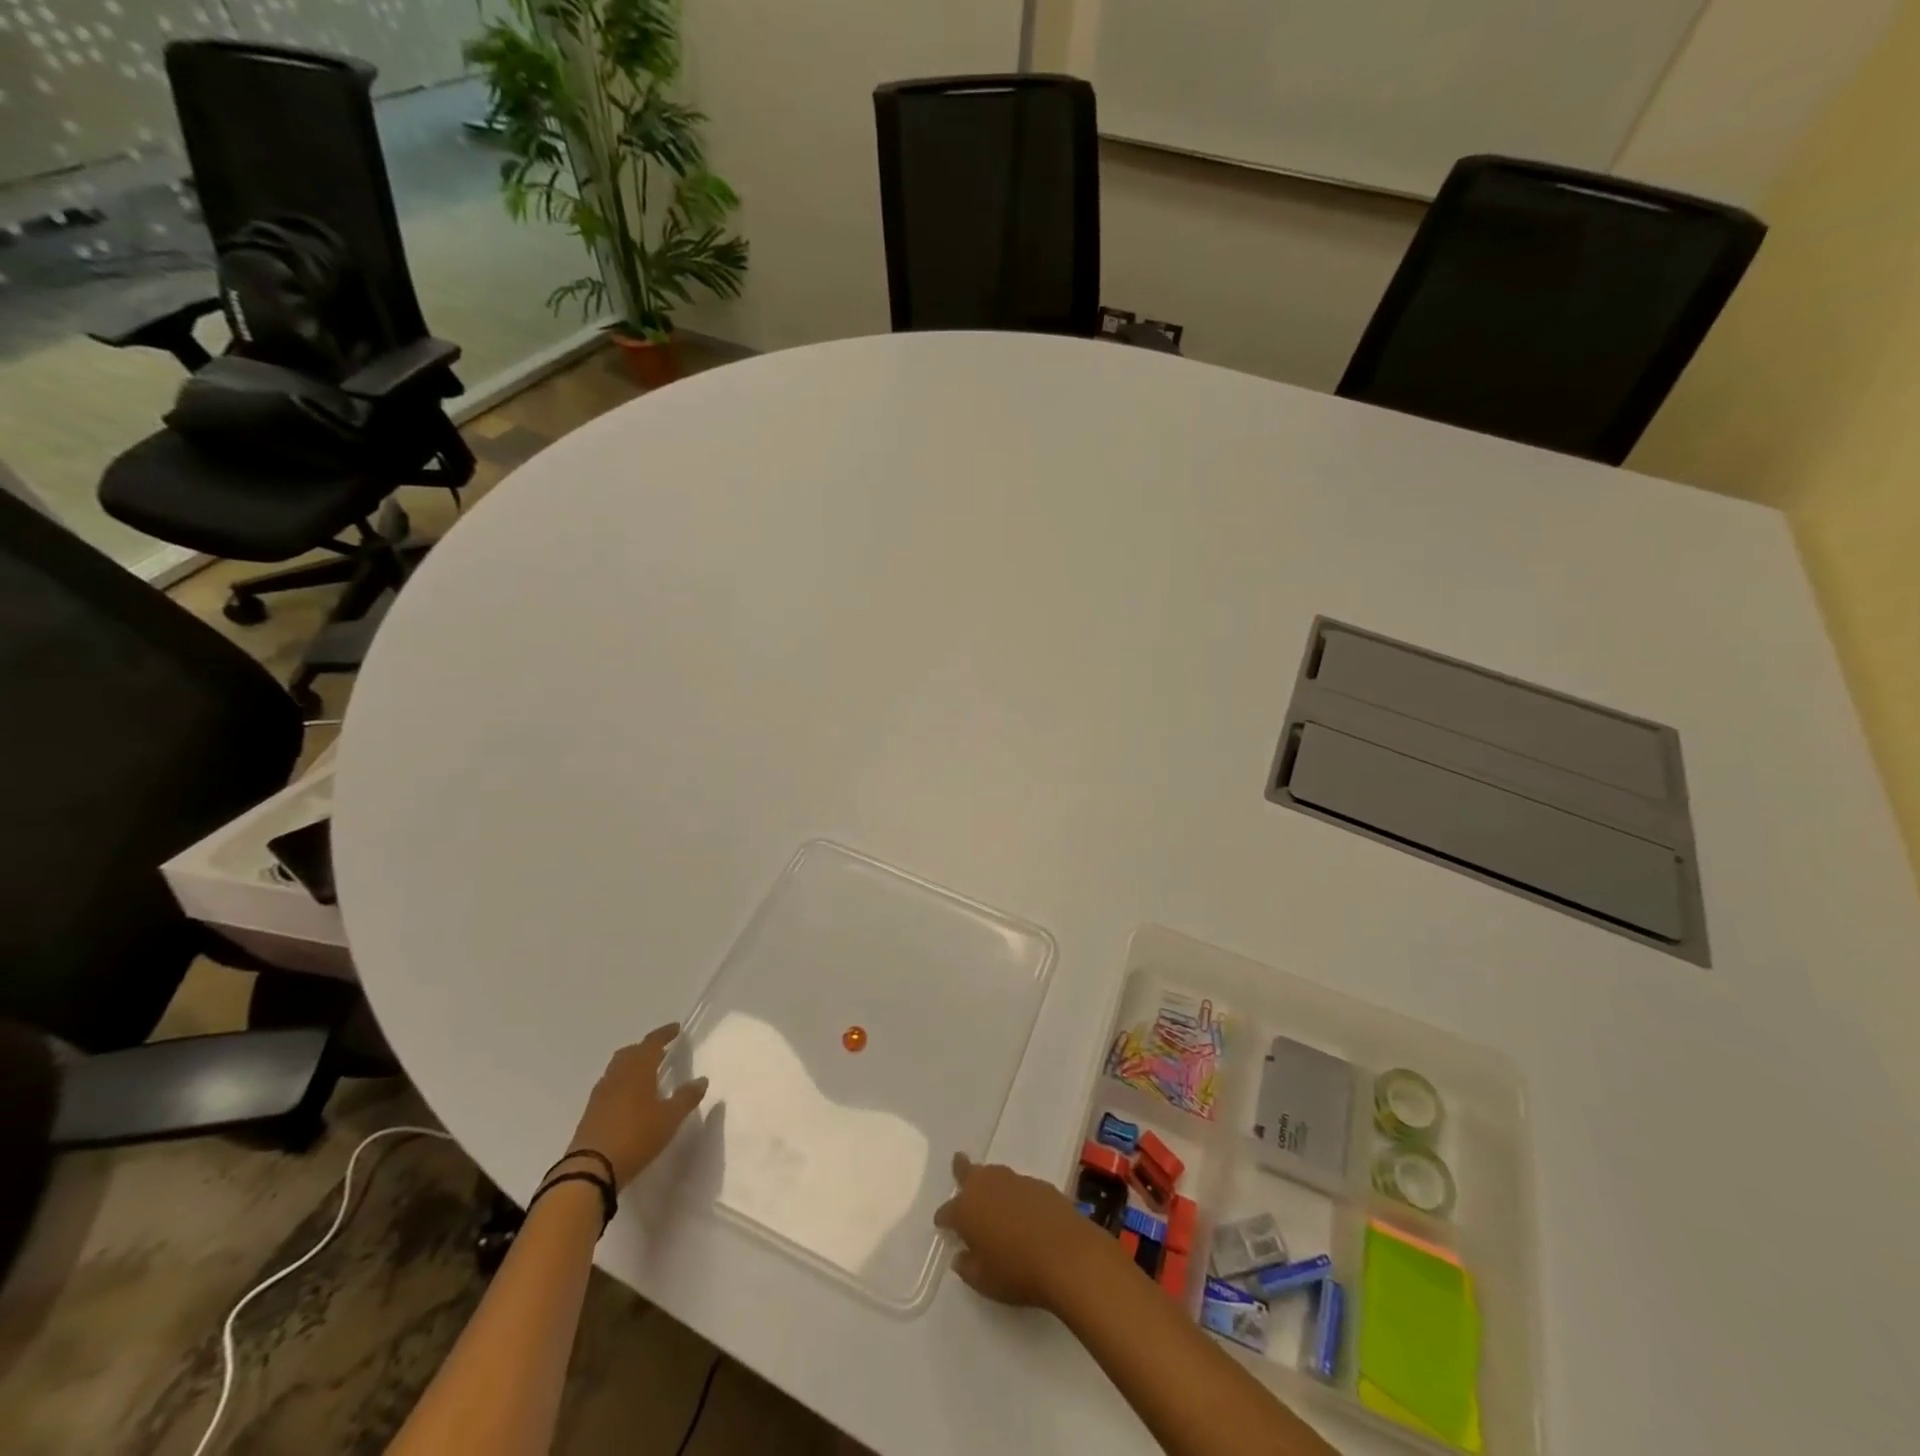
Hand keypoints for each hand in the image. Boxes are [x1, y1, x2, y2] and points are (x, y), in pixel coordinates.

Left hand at [561, 1024, 708, 1189]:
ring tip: (646, 1074)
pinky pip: (609, 1086)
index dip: (664, 1034)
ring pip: (617, 1068)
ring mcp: (600, 1094)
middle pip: (630, 1052)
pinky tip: (629, 1099)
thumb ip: (686, 1098)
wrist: (590, 1170)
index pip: (652, 1042)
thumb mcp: (669, 1119)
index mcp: (638, 1070)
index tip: (676, 1029)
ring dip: (632, 1065)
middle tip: (661, 1052)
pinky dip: (621, 1083)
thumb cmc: (636, 1137)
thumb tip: (702, 1080)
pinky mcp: (590, 1112)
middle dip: (646, 1048)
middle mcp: (617, 1075)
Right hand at [934, 1152, 1110, 1309]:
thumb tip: (960, 1256)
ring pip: (995, 1174)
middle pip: (968, 1172)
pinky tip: (1022, 1208)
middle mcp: (987, 1187)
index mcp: (966, 1210)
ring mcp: (1014, 1181)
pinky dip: (1015, 1194)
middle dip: (961, 1170)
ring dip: (990, 1182)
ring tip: (991, 1192)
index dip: (943, 1218)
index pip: (947, 1211)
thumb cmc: (1017, 1272)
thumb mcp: (984, 1281)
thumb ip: (967, 1267)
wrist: (1066, 1254)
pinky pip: (1019, 1185)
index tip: (942, 1224)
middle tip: (959, 1163)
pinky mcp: (1039, 1183)